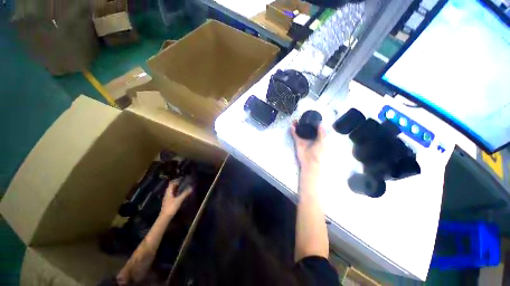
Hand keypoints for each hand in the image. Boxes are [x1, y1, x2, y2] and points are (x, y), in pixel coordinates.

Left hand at [160, 180, 192, 216]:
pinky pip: (173, 194)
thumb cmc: (171, 207)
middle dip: (178, 184)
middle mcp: (167, 193)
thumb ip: (185, 193)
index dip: (176, 180)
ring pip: (173, 190)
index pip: (171, 183)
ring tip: (185, 187)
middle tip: (185, 182)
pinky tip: (182, 194)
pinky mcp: (169, 201)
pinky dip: (177, 192)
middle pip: (172, 186)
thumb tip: (191, 187)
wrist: (165, 217)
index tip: (183, 179)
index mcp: (168, 192)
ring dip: (178, 188)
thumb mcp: (179, 200)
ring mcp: (168, 198)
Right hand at [290, 121, 325, 172]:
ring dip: (297, 126)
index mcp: (317, 137)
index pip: (314, 128)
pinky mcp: (298, 142)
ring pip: (300, 131)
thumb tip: (320, 123)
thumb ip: (321, 133)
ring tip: (295, 120)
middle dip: (303, 123)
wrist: (310, 161)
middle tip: (300, 118)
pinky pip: (295, 135)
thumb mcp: (322, 141)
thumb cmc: (318, 152)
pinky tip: (292, 126)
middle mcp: (310, 137)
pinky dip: (293, 131)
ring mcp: (303, 139)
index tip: (310, 117)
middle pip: (306, 128)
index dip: (312, 123)